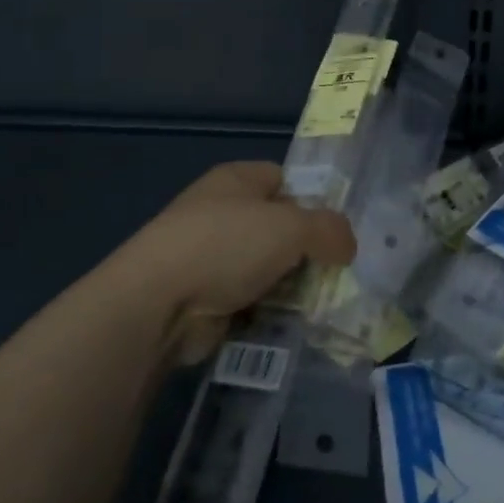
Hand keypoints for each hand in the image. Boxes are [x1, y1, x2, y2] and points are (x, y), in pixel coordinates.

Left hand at [88, 161, 354, 356]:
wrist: (156, 304)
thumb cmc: (227, 245)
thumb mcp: (293, 226)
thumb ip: (330, 230)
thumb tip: (347, 247)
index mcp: (236, 180)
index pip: (284, 180)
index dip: (312, 200)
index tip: (333, 230)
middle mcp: (219, 211)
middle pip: (277, 227)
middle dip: (305, 250)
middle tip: (333, 270)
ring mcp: (206, 256)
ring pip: (265, 267)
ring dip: (288, 285)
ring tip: (318, 302)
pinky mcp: (200, 296)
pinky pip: (247, 299)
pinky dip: (265, 311)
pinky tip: (286, 323)